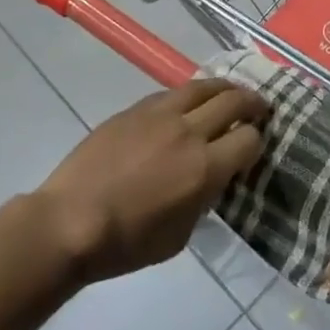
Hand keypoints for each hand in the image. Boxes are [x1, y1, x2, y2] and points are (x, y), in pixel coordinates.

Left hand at [36, 78, 268, 283]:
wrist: (69, 221)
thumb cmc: (126, 243)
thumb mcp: (179, 236)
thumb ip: (202, 201)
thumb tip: (210, 181)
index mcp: (204, 168)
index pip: (249, 140)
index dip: (257, 142)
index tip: (253, 148)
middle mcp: (188, 132)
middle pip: (233, 102)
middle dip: (253, 103)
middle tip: (260, 107)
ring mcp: (159, 115)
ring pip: (203, 86)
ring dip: (224, 88)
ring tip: (232, 91)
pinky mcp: (135, 109)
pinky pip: (171, 93)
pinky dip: (189, 94)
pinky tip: (189, 101)